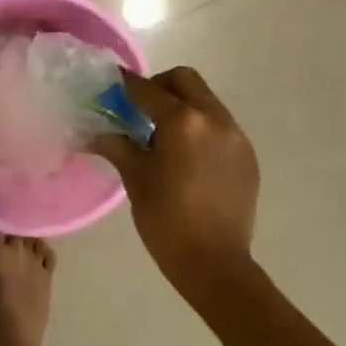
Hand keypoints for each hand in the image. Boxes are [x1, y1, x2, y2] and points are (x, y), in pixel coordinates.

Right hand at [88, 67, 260, 296]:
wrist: (214, 263)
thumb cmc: (166, 219)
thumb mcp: (136, 179)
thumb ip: (118, 146)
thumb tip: (98, 134)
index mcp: (183, 121)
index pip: (148, 89)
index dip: (126, 85)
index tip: (112, 84)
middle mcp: (214, 119)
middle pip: (185, 81)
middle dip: (160, 86)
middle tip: (140, 109)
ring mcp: (236, 137)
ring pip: (206, 102)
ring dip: (183, 106)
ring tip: (164, 136)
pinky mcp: (247, 157)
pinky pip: (220, 126)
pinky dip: (201, 128)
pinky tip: (187, 157)